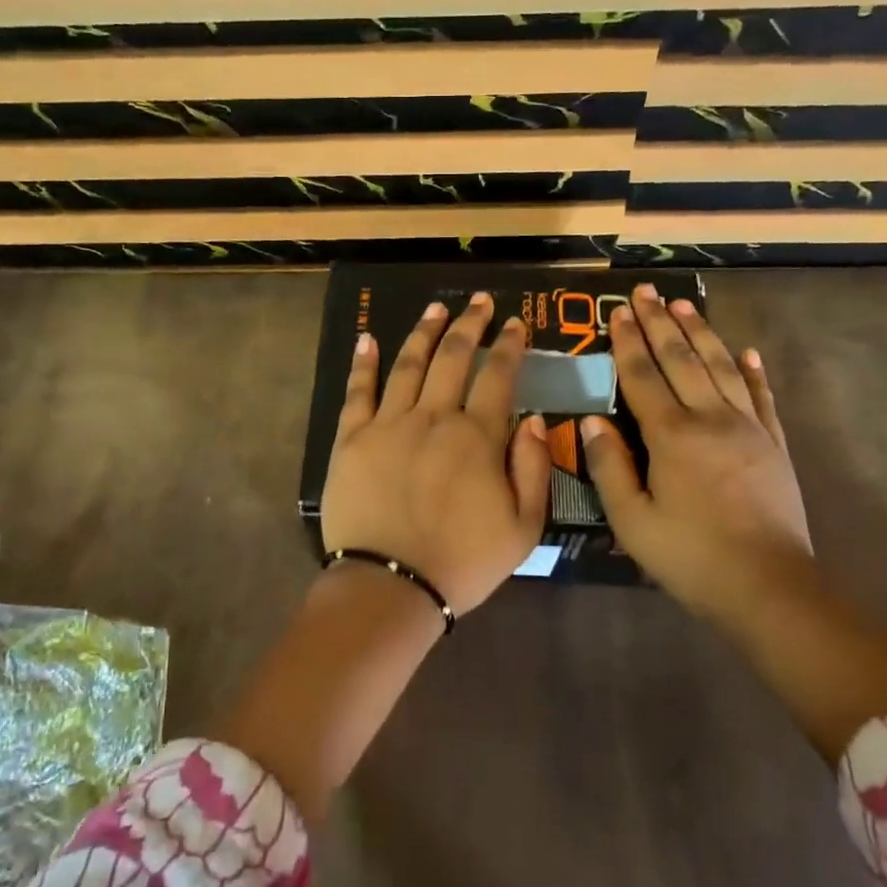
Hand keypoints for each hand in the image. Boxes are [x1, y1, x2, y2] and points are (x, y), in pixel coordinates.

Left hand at [323, 292, 551, 615]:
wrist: (391, 585)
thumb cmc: (462, 562)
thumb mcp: (524, 528)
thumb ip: (534, 469)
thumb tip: (535, 419)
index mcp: (477, 437)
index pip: (498, 377)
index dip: (509, 345)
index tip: (516, 322)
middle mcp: (433, 417)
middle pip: (453, 358)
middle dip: (470, 325)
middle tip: (481, 302)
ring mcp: (388, 424)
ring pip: (408, 364)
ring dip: (424, 331)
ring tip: (436, 308)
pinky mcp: (352, 439)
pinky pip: (358, 392)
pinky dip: (364, 362)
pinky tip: (368, 338)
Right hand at [581, 286, 813, 622]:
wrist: (768, 586)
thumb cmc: (690, 557)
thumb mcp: (632, 520)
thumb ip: (609, 466)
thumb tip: (590, 420)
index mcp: (671, 436)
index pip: (643, 376)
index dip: (627, 341)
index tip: (618, 310)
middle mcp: (711, 418)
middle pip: (682, 359)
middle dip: (660, 323)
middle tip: (646, 292)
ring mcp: (749, 427)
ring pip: (722, 367)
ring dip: (701, 333)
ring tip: (685, 305)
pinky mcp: (774, 444)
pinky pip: (761, 396)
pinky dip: (752, 371)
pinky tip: (746, 352)